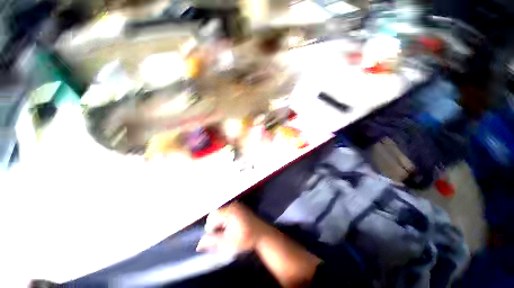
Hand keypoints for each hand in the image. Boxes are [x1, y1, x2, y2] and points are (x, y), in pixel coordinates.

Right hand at [196, 202, 268, 252]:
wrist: (262, 233)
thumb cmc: (246, 239)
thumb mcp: (228, 243)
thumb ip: (213, 242)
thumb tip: (199, 244)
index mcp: (229, 212)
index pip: (212, 218)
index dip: (211, 230)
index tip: (217, 238)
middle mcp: (232, 206)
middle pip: (215, 214)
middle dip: (215, 225)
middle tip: (223, 235)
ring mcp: (236, 205)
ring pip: (221, 213)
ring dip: (220, 222)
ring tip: (228, 232)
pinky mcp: (239, 207)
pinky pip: (227, 211)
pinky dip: (226, 219)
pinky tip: (232, 227)